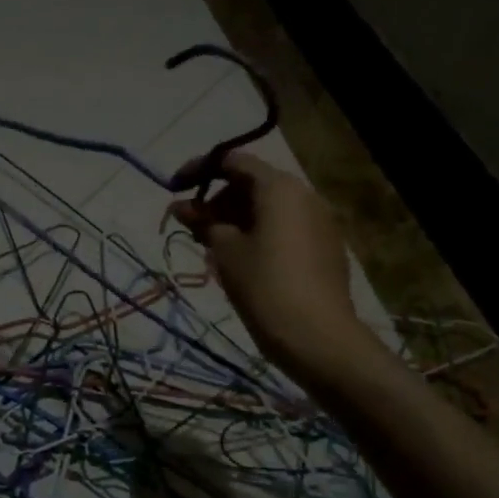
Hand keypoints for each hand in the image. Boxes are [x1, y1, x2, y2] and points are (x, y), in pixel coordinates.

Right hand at [168, 151, 372, 378]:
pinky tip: (240, 260)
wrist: (317, 336)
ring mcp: (320, 221)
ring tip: (210, 245)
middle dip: (217, 199)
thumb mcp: (225, 251)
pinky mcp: (325, 247)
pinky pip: (284, 227)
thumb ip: (202, 222)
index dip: (199, 170)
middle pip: (252, 184)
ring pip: (268, 208)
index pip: (233, 161)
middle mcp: (304, 195)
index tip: (173, 188)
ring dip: (235, 218)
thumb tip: (182, 207)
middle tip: (190, 225)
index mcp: (279, 188)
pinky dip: (257, 233)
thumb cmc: (264, 286)